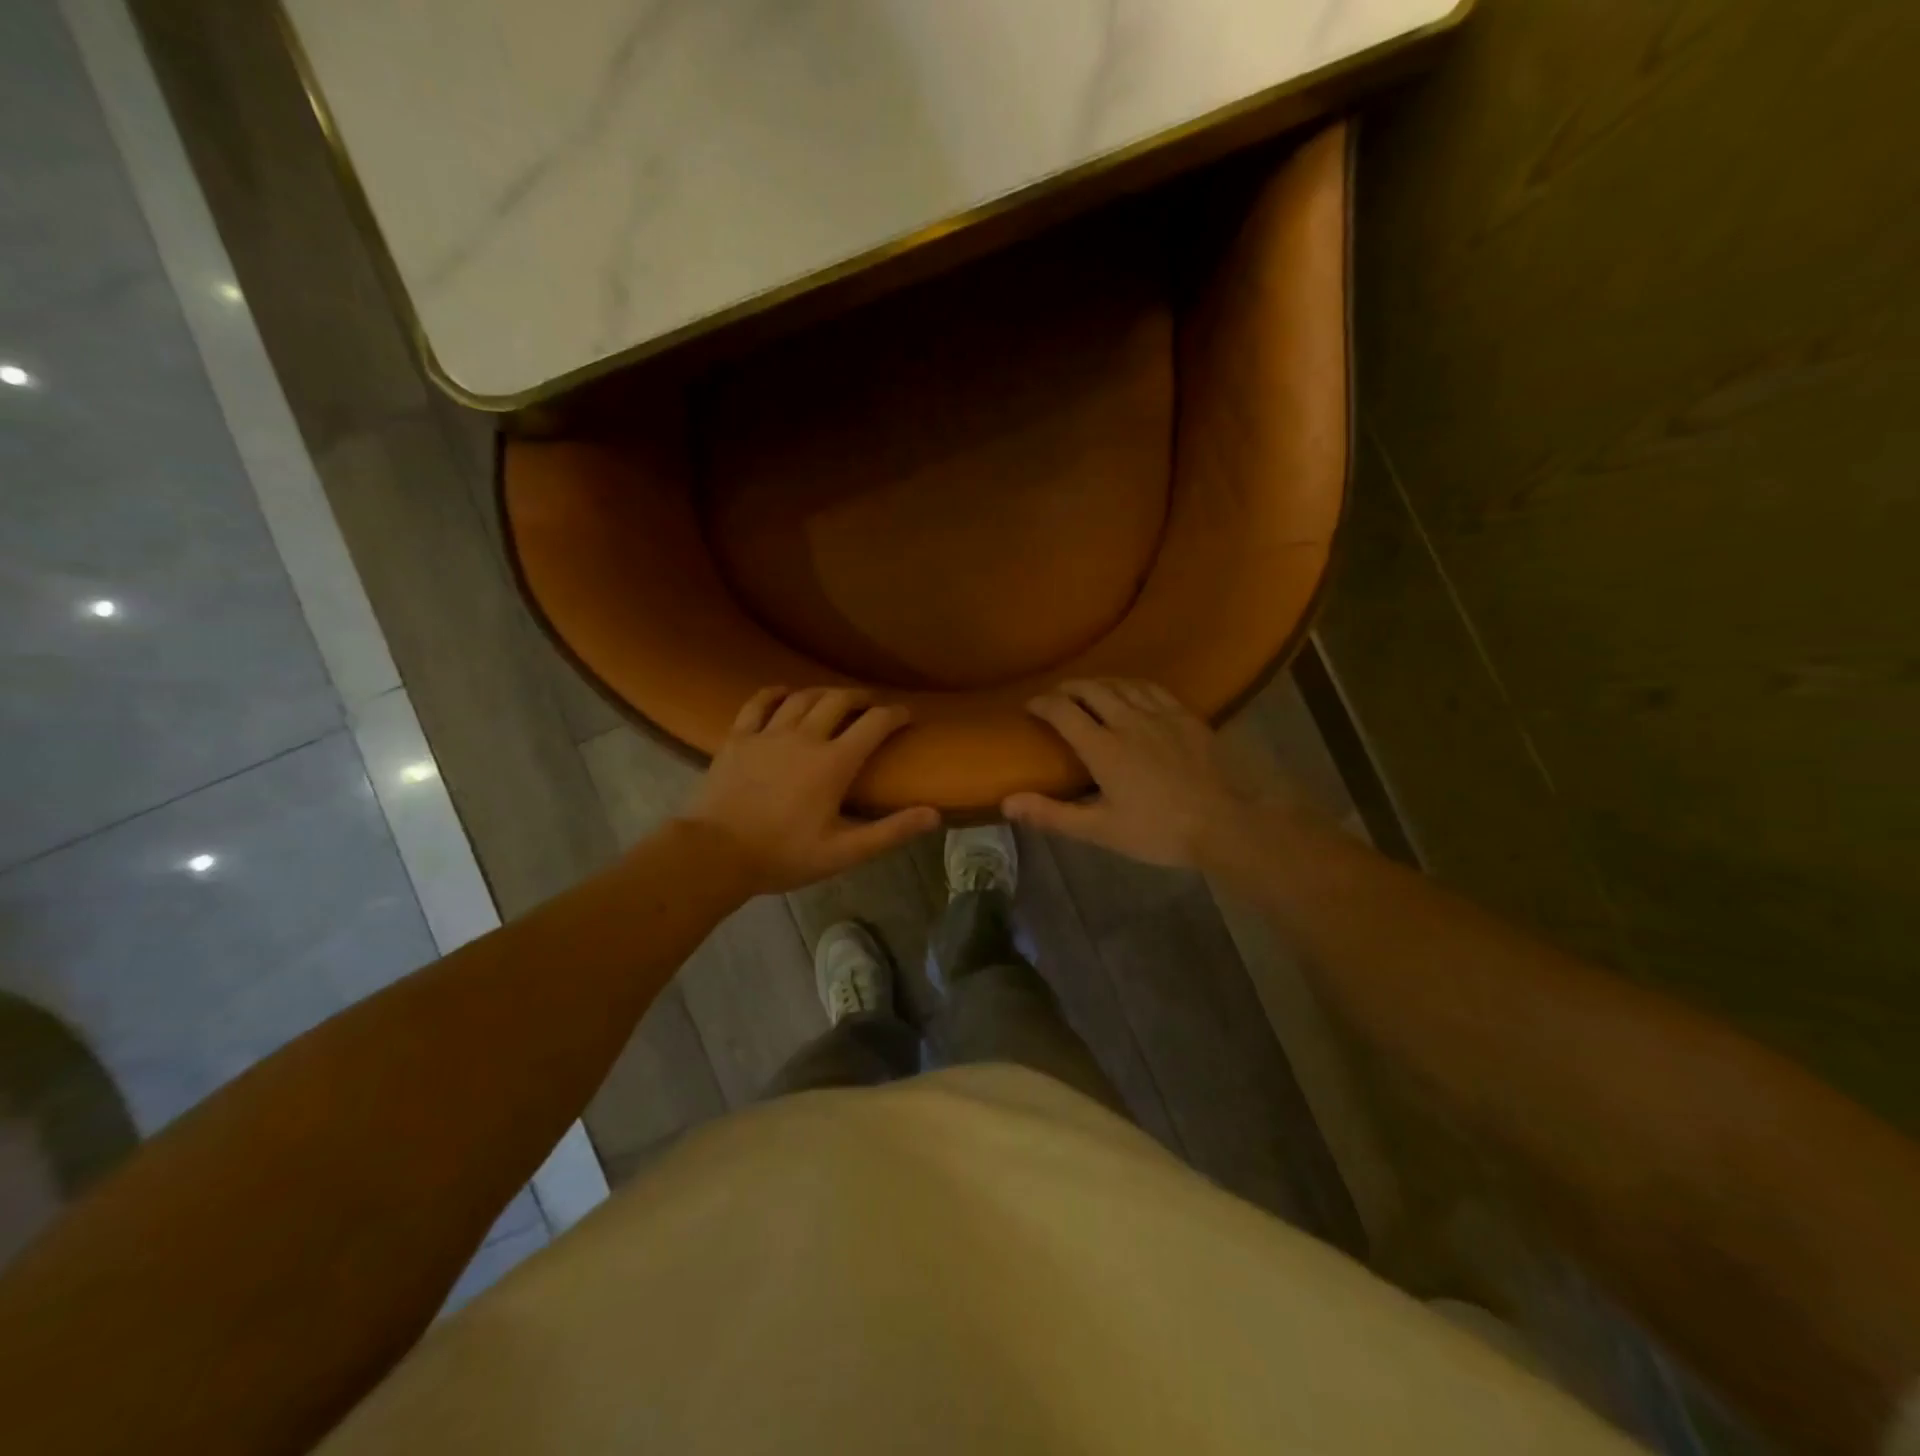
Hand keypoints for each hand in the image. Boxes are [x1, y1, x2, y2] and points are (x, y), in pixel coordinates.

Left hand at [680, 687, 939, 894]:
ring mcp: (768, 733)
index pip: (874, 724)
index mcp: (833, 763)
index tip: (908, 714)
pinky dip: (775, 693)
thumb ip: (890, 831)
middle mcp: (804, 737)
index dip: (896, 714)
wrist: (715, 854)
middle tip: (872, 704)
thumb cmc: (783, 855)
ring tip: (835, 699)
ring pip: (802, 697)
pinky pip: (758, 702)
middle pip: (839, 700)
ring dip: (824, 693)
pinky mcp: (738, 738)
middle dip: (862, 697)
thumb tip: (934, 814)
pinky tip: (784, 693)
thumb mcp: (843, 852)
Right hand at [1003, 679, 1266, 869]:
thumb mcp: (1100, 830)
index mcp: (1103, 747)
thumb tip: (1007, 801)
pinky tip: (1132, 692)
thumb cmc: (1157, 831)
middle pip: (1091, 689)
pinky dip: (1132, 685)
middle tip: (1056, 697)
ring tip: (1088, 691)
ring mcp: (1160, 714)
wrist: (1223, 824)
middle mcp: (1128, 720)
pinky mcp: (1186, 716)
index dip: (1042, 703)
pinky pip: (1153, 688)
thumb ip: (1052, 814)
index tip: (1030, 706)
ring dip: (1098, 683)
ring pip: (1121, 684)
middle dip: (1068, 688)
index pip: (1063, 711)